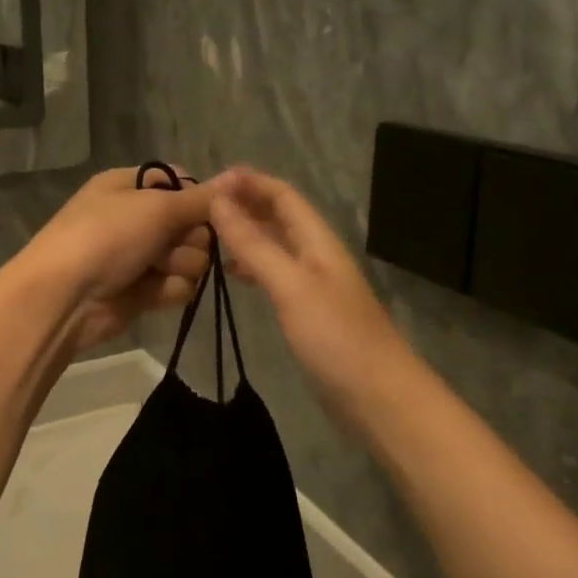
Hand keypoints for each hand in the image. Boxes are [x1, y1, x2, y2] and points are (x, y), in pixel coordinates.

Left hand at [17, 166, 214, 354]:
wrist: (65, 298)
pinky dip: (169, 290)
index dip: (200, 197)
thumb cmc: (106, 237)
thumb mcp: (156, 207)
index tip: (212, 209)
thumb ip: (200, 199)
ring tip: (156, 270)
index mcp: (131, 186)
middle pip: (193, 223)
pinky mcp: (144, 291)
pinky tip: (151, 293)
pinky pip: (179, 286)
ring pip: (192, 258)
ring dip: (180, 265)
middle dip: (190, 237)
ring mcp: (141, 256)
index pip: (181, 183)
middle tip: (171, 243)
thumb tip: (236, 177)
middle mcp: (137, 218)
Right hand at [210, 166, 409, 407]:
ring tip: (206, 235)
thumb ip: (254, 244)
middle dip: (244, 204)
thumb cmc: (335, 337)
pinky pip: (275, 274)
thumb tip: (218, 201)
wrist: (377, 396)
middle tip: (199, 207)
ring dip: (245, 234)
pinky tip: (232, 274)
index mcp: (317, 240)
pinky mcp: (307, 311)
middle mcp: (315, 254)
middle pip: (279, 216)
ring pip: (275, 245)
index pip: (282, 195)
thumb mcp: (291, 285)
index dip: (249, 182)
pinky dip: (252, 266)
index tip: (208, 181)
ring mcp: (312, 284)